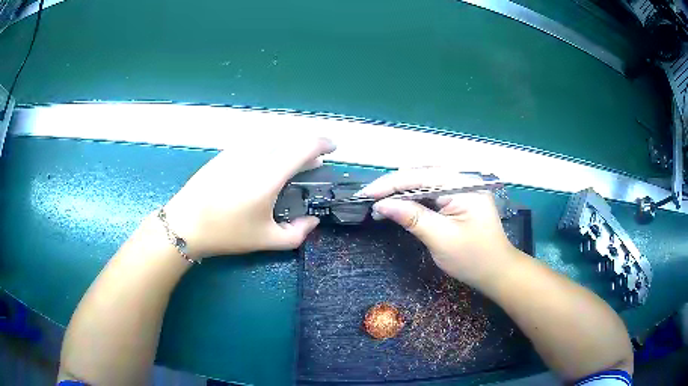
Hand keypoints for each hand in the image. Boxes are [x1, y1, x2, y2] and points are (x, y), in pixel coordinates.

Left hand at [162, 137, 335, 258]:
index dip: (323, 143)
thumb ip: (297, 233)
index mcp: (269, 173)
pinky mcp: (225, 153)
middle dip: (307, 151)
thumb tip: (313, 221)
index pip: (304, 146)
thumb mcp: (265, 239)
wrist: (185, 224)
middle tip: (312, 168)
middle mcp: (255, 154)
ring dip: (287, 150)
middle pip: (290, 141)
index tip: (333, 149)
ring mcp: (238, 150)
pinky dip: (269, 152)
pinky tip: (263, 170)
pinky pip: (256, 145)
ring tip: (288, 169)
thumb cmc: (226, 232)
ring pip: (272, 141)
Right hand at [358, 167, 517, 286]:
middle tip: (370, 199)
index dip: (389, 184)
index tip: (365, 194)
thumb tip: (381, 205)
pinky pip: (431, 191)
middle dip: (393, 185)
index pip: (420, 176)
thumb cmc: (473, 258)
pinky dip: (413, 197)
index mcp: (463, 184)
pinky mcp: (458, 197)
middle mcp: (463, 179)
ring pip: (424, 181)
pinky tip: (399, 205)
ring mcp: (462, 187)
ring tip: (380, 202)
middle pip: (421, 173)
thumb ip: (412, 217)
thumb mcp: (441, 239)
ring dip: (401, 190)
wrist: (497, 271)